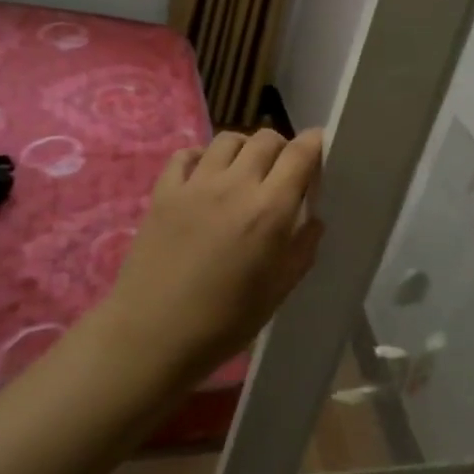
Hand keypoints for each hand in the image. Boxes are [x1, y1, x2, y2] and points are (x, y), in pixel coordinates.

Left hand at [103, 128, 325, 387]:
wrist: (153, 335)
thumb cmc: (225, 320)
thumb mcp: (279, 289)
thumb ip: (303, 247)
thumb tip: (312, 217)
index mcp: (270, 210)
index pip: (300, 154)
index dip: (315, 144)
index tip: (320, 150)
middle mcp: (235, 185)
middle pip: (266, 138)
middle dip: (282, 149)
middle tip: (282, 173)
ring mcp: (195, 184)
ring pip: (228, 139)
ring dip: (244, 149)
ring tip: (245, 172)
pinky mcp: (164, 191)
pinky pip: (187, 154)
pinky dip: (203, 157)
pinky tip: (205, 177)